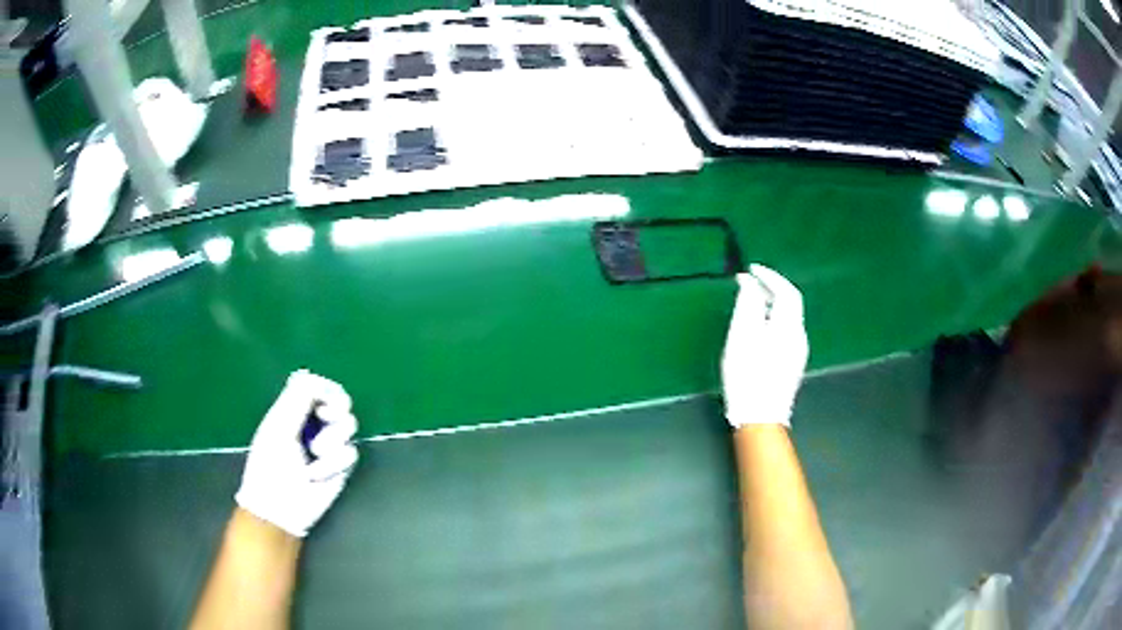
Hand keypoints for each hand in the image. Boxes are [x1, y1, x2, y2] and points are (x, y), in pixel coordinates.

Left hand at [235, 370, 359, 537]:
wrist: (281, 506)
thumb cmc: (271, 465)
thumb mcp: (279, 427)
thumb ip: (296, 399)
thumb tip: (309, 373)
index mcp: (294, 410)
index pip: (318, 386)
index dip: (326, 388)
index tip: (323, 399)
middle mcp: (313, 423)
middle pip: (340, 401)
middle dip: (336, 409)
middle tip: (326, 418)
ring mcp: (329, 445)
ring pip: (348, 425)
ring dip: (332, 439)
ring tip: (316, 454)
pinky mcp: (340, 466)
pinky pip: (350, 452)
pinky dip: (334, 463)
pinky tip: (319, 474)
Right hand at [722, 265, 808, 427]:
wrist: (760, 418)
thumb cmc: (748, 376)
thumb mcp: (741, 336)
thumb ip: (747, 305)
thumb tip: (749, 282)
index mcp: (788, 326)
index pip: (786, 291)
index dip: (770, 277)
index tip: (751, 269)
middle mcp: (799, 336)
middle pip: (790, 303)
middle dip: (771, 289)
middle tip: (749, 284)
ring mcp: (799, 352)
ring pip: (788, 318)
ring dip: (772, 305)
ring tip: (750, 303)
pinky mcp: (794, 364)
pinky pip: (787, 331)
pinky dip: (773, 320)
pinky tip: (758, 329)